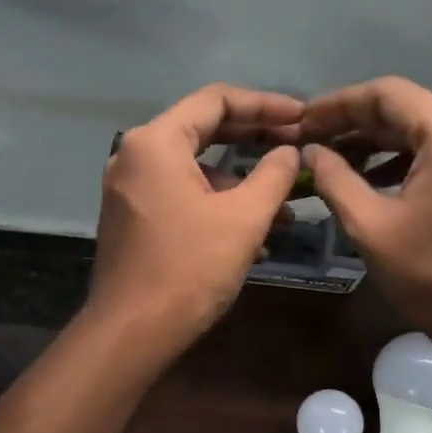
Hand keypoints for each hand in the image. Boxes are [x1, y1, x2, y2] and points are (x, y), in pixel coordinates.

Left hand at [88, 84, 303, 352]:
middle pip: (203, 128)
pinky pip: (180, 193)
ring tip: (284, 203)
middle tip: (296, 145)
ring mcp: (129, 187)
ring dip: (239, 180)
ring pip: (193, 167)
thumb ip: (273, 174)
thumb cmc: (189, 268)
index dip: (264, 104)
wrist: (132, 332)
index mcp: (156, 142)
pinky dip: (215, 202)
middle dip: (254, 138)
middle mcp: (134, 155)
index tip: (302, 116)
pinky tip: (251, 232)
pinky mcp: (131, 216)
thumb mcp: (243, 218)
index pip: (215, 100)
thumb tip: (290, 152)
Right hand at [300, 77, 431, 351]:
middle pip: (409, 109)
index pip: (387, 95)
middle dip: (356, 123)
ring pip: (426, 130)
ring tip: (336, 159)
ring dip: (380, 142)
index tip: (302, 121)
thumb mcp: (371, 227)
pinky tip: (375, 178)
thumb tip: (311, 151)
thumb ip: (335, 179)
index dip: (338, 104)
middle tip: (312, 140)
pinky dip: (407, 159)